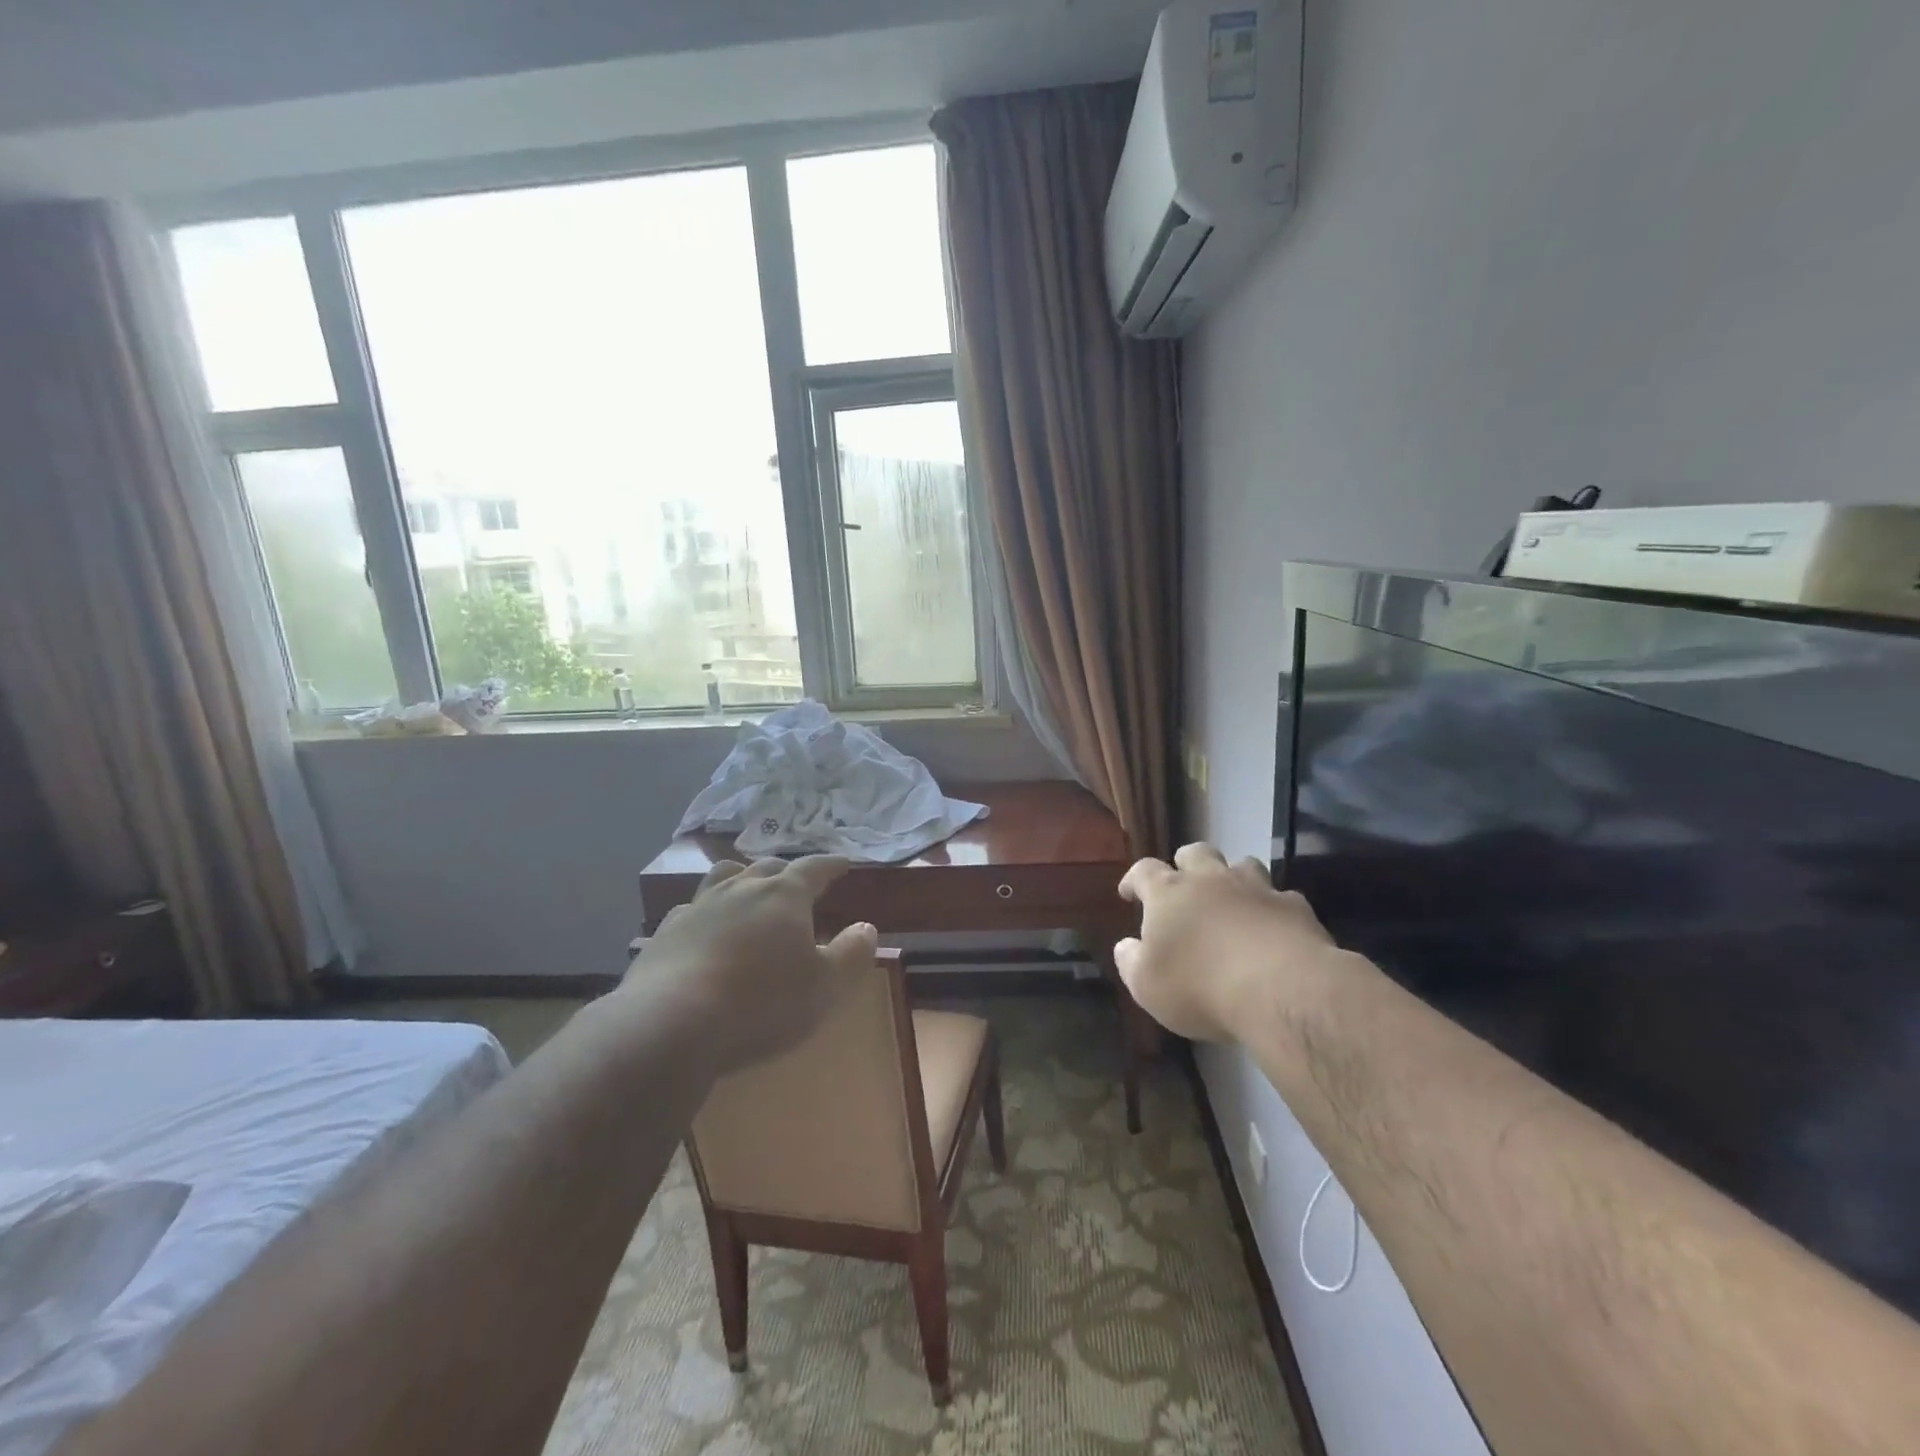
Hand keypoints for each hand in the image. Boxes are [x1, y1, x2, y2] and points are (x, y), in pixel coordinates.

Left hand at [624, 856, 877, 1076]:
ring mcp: (699, 907)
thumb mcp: (824, 987)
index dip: (831, 864)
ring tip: (750, 890)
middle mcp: (741, 889)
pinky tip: (705, 927)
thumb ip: (851, 955)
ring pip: (725, 877)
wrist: (670, 1024)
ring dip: (743, 879)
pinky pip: (691, 909)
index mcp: (784, 895)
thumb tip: (866, 928)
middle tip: (798, 882)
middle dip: (787, 871)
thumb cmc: (761, 1003)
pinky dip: (707, 912)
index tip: (843, 863)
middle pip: (768, 867)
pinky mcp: (665, 933)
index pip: (814, 867)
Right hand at [1115, 843, 1335, 1041]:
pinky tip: (1273, 927)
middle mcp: (1210, 880)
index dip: (1134, 879)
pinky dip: (1272, 907)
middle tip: (1183, 883)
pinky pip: (1281, 896)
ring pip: (1242, 864)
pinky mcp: (1294, 907)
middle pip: (1196, 853)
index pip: (1143, 871)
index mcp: (1169, 894)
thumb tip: (1126, 946)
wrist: (1281, 990)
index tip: (1129, 893)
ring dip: (1233, 877)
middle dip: (1186, 863)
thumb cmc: (1200, 987)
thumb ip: (1131, 961)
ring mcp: (1256, 889)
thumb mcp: (1147, 986)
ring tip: (1231, 898)